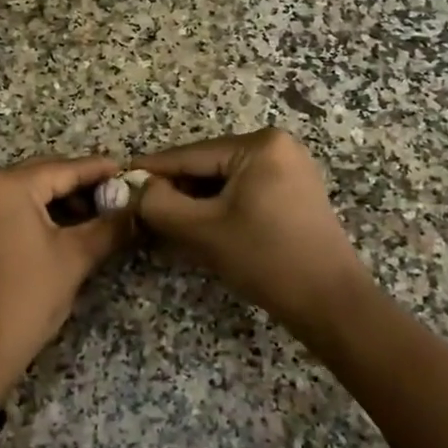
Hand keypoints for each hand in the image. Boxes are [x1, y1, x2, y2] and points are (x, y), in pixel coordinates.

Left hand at [0, 155, 134, 401]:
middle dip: (80, 185)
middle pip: (43, 175)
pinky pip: (10, 210)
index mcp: (9, 186)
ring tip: (96, 218)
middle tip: (116, 197)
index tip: (128, 171)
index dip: (99, 170)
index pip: (64, 168)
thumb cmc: (26, 299)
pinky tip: (64, 230)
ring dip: (60, 201)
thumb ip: (109, 227)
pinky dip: (38, 215)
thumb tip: (137, 209)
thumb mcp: (74, 260)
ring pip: (26, 193)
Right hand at [136, 128, 373, 337]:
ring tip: (165, 224)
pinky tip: (199, 228)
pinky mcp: (295, 192)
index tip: (117, 180)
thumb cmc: (265, 259)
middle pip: (208, 167)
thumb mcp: (202, 231)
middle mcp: (278, 146)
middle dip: (175, 190)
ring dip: (195, 202)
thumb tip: (135, 188)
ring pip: (224, 182)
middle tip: (140, 211)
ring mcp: (290, 168)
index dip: (151, 171)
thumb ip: (159, 204)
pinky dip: (219, 209)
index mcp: (259, 145)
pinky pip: (244, 192)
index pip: (190, 155)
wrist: (330, 302)